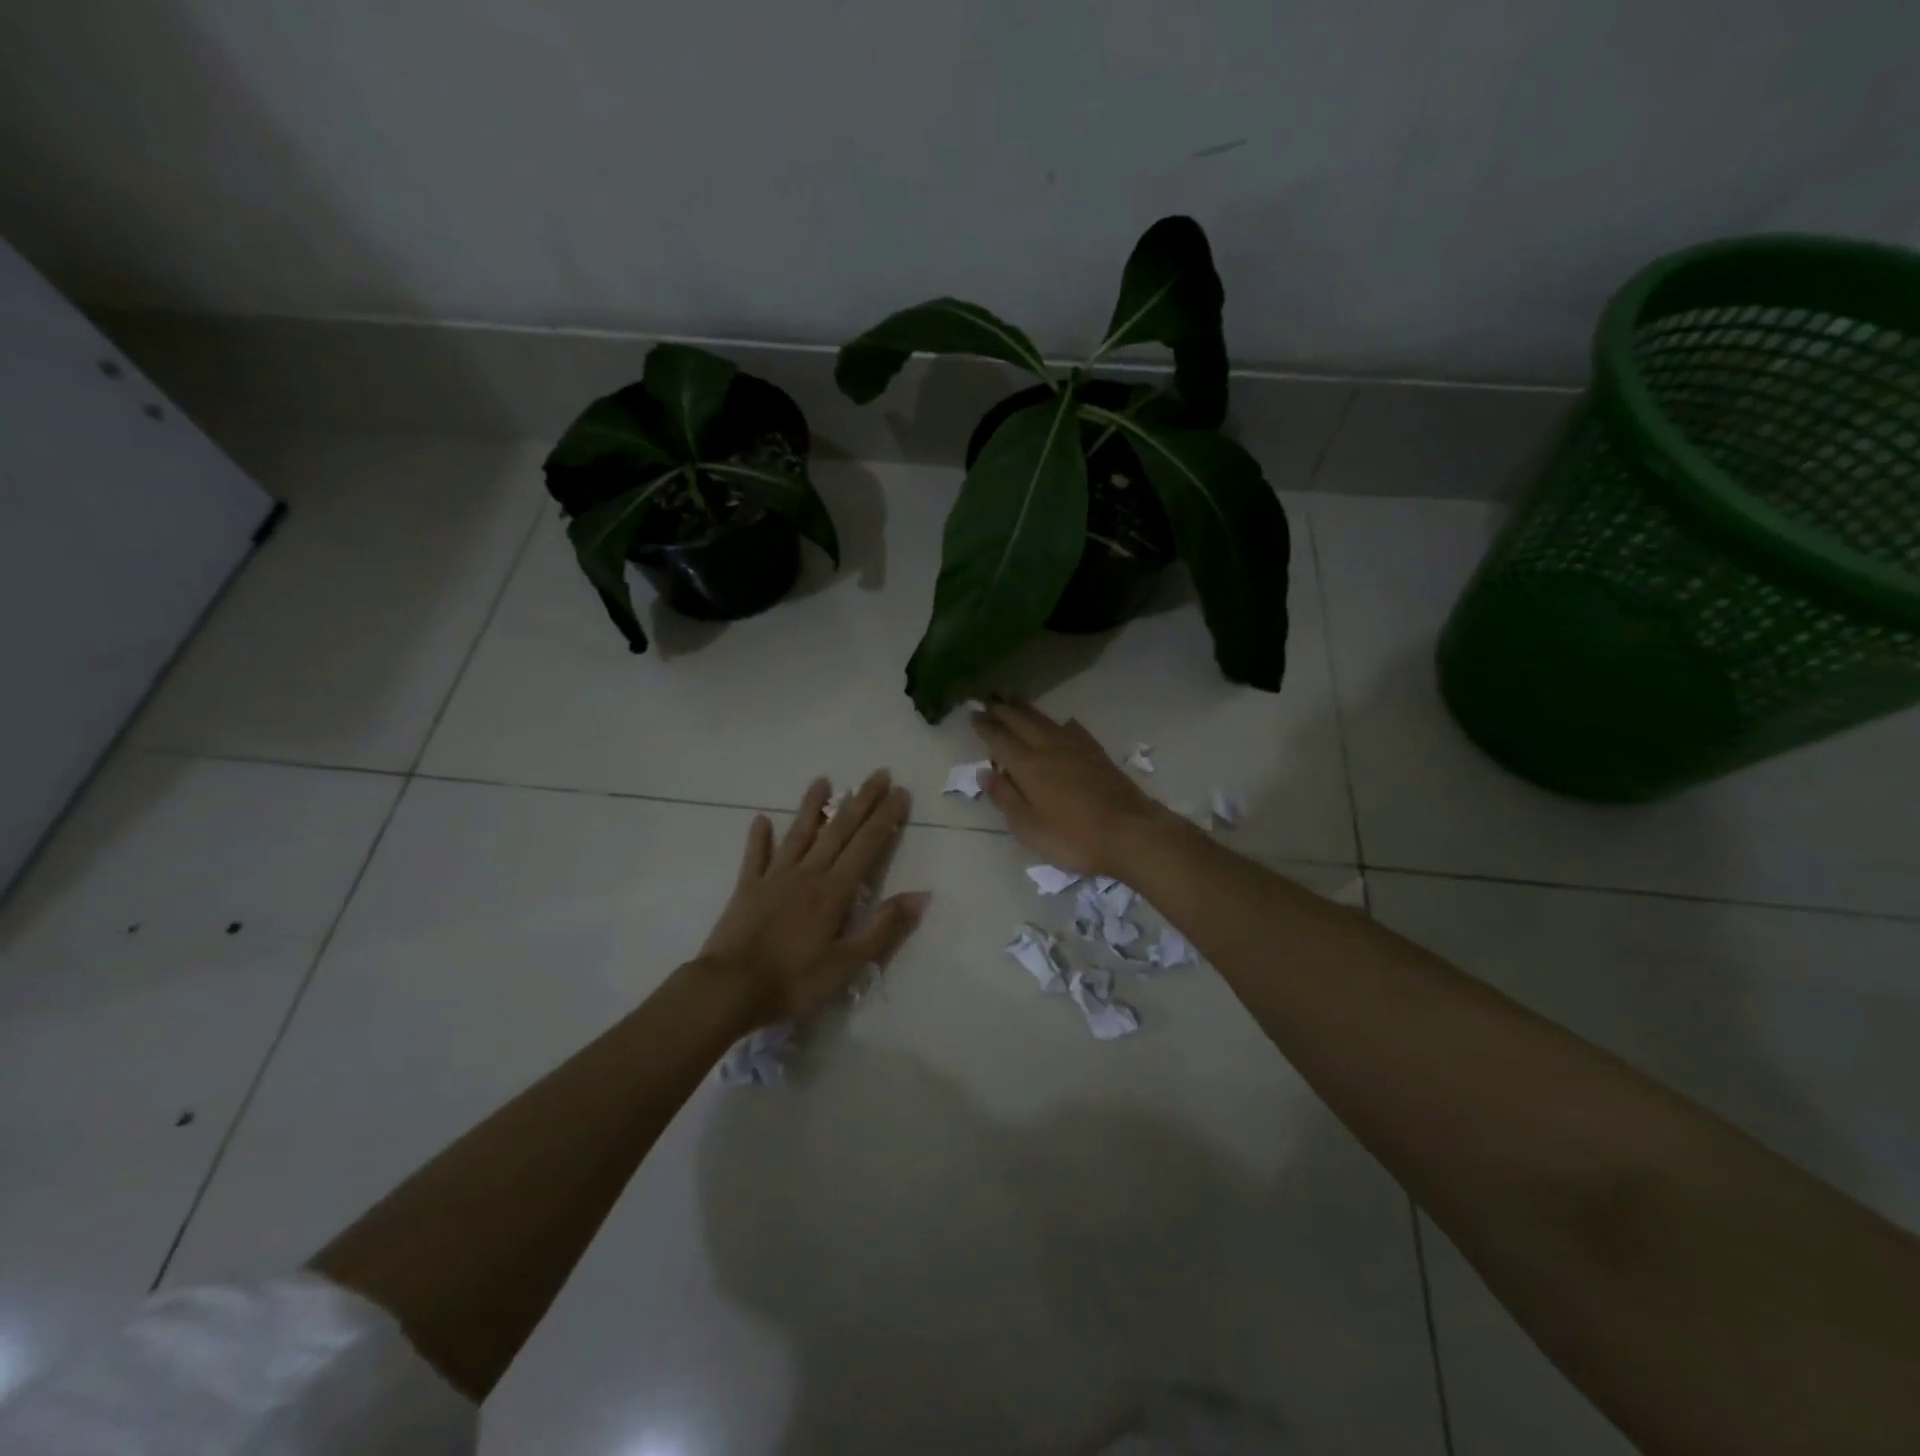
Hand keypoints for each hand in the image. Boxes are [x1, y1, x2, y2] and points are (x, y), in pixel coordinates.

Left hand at [697, 771, 929, 1026]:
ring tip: (823, 780)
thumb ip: (883, 927)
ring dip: (812, 806)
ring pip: (798, 834)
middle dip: (861, 801)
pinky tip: (761, 819)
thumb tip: (921, 895)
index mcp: (834, 891)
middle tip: (878, 773)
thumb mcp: (848, 963)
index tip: (901, 792)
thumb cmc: (794, 981)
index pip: (866, 845)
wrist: (729, 990)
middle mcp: (807, 874)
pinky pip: (755, 856)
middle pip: (838, 831)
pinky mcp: (747, 889)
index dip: (885, 817)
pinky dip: (759, 837)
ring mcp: (774, 878)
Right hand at [972, 701, 1176, 876]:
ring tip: (1014, 699)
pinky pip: (1072, 729)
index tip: (973, 714)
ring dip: (1026, 709)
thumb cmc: (1074, 837)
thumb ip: (1006, 798)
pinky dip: (1060, 723)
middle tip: (988, 697)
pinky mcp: (1097, 754)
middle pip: (1022, 721)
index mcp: (1029, 765)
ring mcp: (1077, 748)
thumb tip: (987, 772)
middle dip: (1003, 709)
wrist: (1131, 833)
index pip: (1000, 738)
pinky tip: (1063, 722)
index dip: (985, 726)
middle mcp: (1050, 748)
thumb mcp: (1029, 828)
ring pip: (1046, 720)